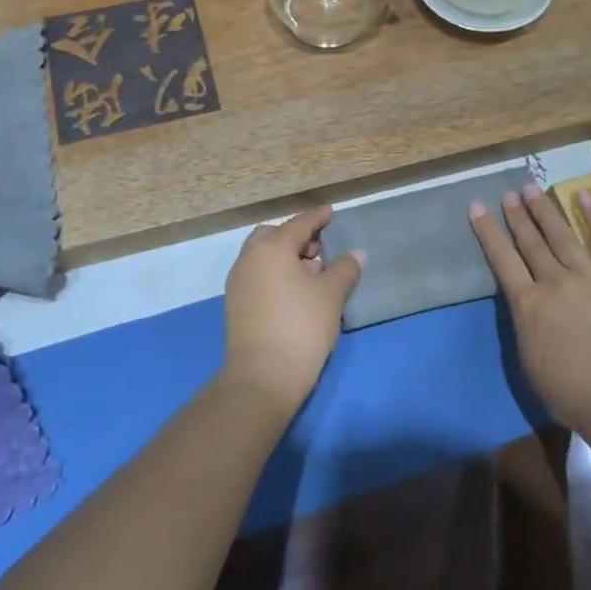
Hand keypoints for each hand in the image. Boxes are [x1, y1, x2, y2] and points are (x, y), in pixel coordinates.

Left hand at [222, 205, 363, 414]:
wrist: (263, 377)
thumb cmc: (302, 327)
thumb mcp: (332, 295)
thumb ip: (345, 269)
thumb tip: (355, 254)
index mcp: (272, 248)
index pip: (299, 224)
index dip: (317, 217)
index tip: (330, 212)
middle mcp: (249, 258)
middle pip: (274, 236)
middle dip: (296, 237)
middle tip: (319, 251)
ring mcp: (238, 281)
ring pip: (262, 256)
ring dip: (284, 256)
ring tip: (310, 275)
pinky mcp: (234, 303)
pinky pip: (257, 274)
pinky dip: (274, 273)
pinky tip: (293, 293)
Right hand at [470, 183, 590, 444]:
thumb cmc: (573, 395)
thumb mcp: (531, 364)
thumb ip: (528, 328)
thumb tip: (529, 309)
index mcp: (528, 306)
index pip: (502, 261)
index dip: (488, 232)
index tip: (477, 206)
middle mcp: (555, 284)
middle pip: (532, 243)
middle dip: (518, 216)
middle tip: (509, 193)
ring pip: (563, 237)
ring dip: (546, 212)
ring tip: (532, 189)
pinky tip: (583, 196)